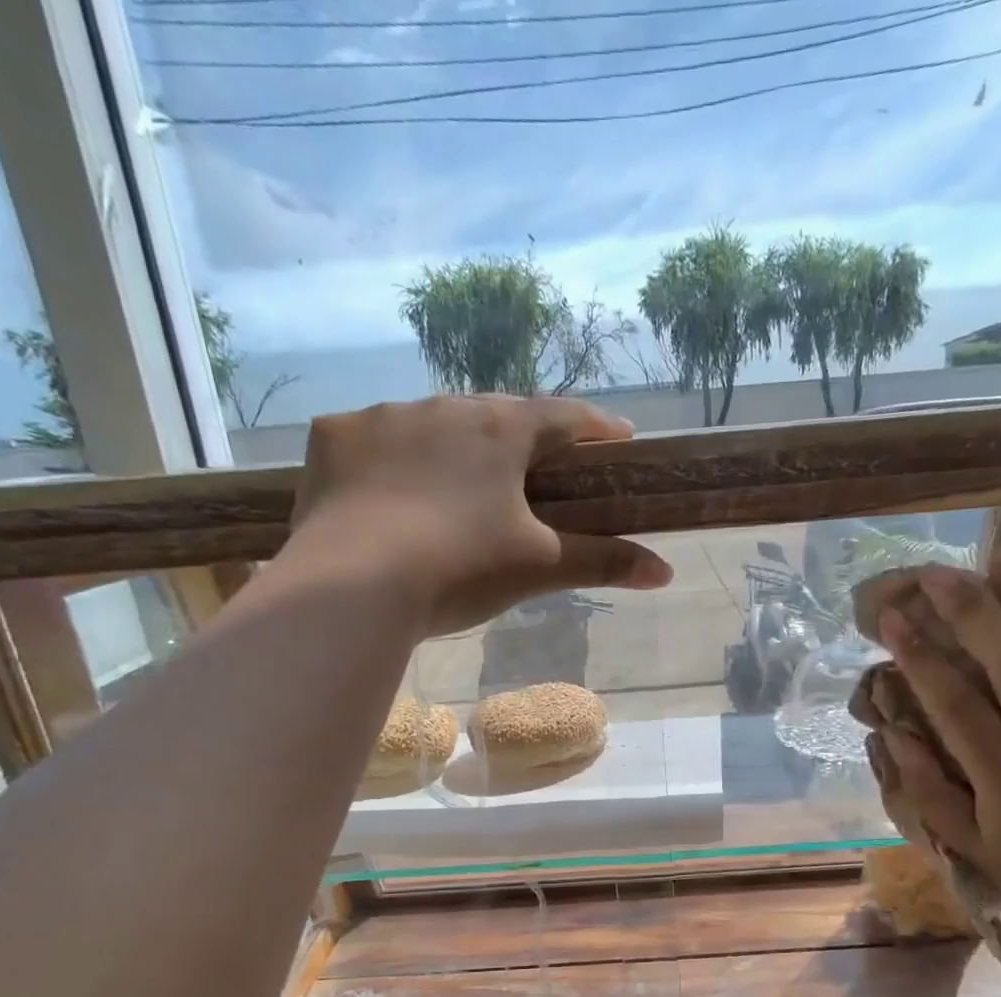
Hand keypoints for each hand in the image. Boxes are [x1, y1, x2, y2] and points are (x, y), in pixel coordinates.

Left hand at [281, 394, 671, 635]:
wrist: (353, 585)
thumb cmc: (460, 569)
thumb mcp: (537, 568)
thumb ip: (603, 562)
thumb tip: (667, 572)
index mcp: (501, 430)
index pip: (563, 416)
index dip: (595, 427)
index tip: (617, 439)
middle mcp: (443, 406)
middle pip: (496, 414)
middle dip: (520, 437)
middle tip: (532, 468)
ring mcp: (382, 417)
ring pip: (431, 423)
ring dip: (451, 446)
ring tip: (454, 484)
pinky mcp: (333, 438)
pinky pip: (371, 440)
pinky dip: (387, 459)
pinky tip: (386, 490)